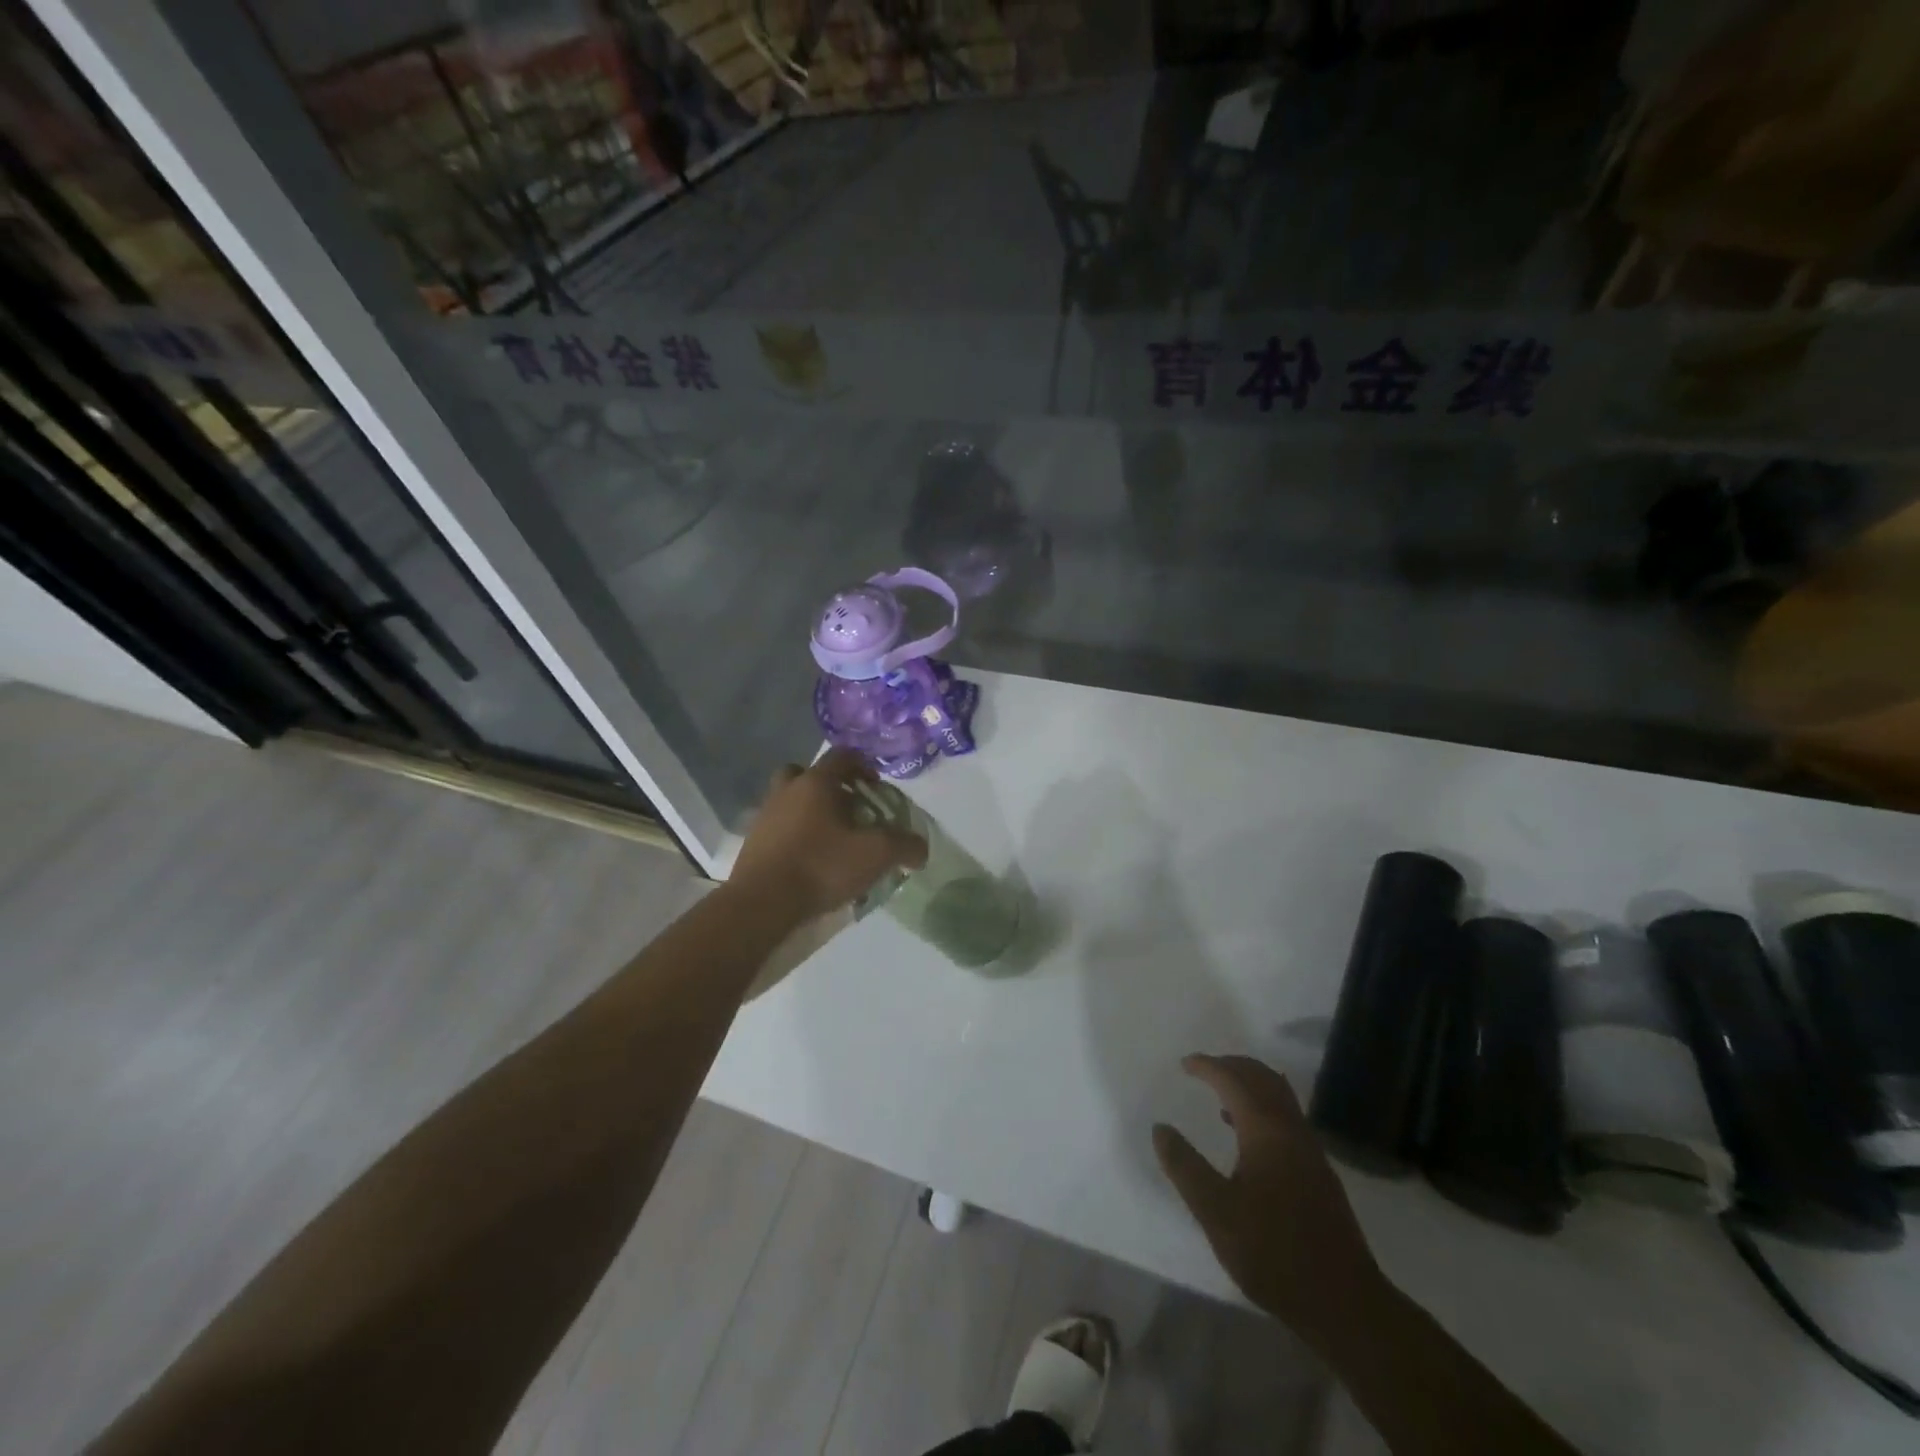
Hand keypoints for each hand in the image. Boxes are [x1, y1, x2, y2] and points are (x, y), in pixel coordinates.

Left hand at [730, 750, 928, 922]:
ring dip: (811, 811)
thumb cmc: (821, 866)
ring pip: (791, 800)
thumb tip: (920, 849)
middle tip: (849, 808)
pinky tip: (812, 860)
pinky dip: (796, 835)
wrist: (763, 903)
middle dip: (831, 786)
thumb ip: (904, 845)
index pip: (842, 756)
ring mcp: (765, 815)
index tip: (876, 786)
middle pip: (808, 774)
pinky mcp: (754, 842)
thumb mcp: (876, 855)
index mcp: (816, 782)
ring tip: (833, 839)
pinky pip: (780, 827)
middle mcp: (787, 790)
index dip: (863, 765)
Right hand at [1153, 1054, 1384, 1348]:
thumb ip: (1185, 1166)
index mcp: (1265, 1131)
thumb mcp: (1215, 1212)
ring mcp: (1310, 1149)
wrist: (1344, 1302)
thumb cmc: (1273, 1253)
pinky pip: (1287, 1116)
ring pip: (1279, 1095)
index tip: (1184, 1064)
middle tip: (1203, 1069)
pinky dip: (1263, 1105)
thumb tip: (1161, 1129)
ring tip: (1221, 1095)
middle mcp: (1291, 1129)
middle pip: (1262, 1078)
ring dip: (1250, 1083)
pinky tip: (1247, 1135)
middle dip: (1231, 1066)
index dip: (1208, 1066)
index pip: (1233, 1080)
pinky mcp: (1319, 1171)